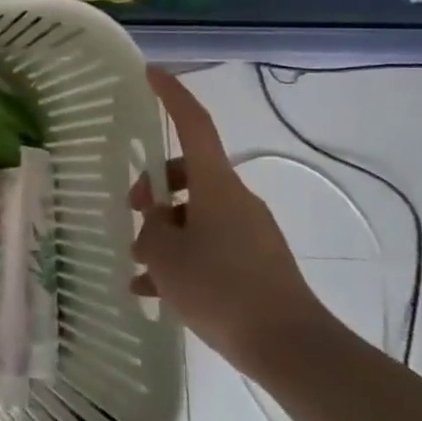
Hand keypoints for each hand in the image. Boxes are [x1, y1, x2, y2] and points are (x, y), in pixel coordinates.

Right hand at [133, 66, 336, 379]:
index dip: (172, 96)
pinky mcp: (254, 264)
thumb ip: (150, 231)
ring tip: (135, 266)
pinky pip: (208, 247)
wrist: (291, 348)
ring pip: (194, 215)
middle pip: (188, 174)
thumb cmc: (221, 288)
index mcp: (216, 186)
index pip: (194, 125)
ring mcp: (248, 232)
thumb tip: (155, 224)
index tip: (151, 72)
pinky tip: (153, 293)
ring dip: (163, 232)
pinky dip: (181, 261)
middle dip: (154, 187)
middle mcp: (235, 200)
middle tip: (130, 211)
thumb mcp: (166, 256)